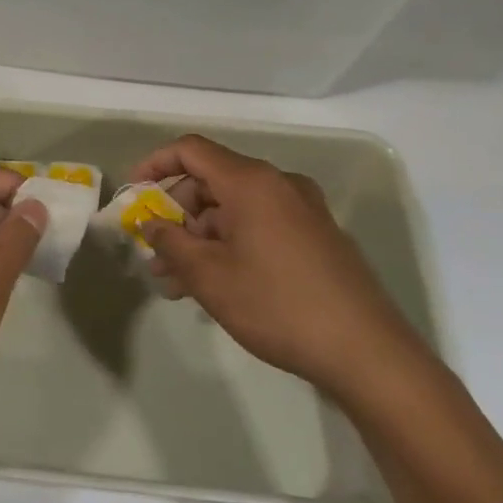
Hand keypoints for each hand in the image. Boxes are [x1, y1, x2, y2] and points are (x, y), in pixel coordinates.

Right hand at [129, 135, 425, 400]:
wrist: (367, 352)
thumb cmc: (277, 305)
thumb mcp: (209, 276)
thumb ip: (170, 242)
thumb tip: (150, 222)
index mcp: (251, 182)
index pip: (190, 150)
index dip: (155, 165)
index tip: (134, 194)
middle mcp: (278, 184)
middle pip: (212, 181)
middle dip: (176, 214)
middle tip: (155, 253)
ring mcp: (303, 210)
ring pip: (235, 209)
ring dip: (201, 237)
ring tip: (177, 281)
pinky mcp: (317, 236)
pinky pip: (260, 225)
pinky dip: (231, 244)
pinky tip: (216, 284)